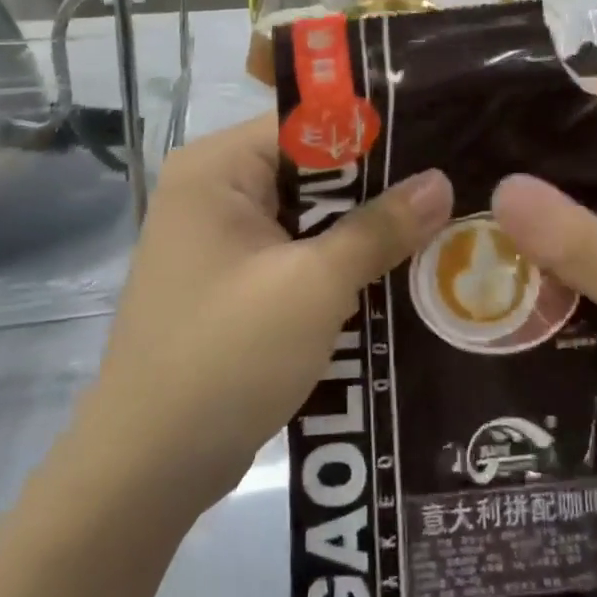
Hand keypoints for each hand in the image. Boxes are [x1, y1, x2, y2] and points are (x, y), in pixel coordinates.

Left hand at [76, 116, 452, 518]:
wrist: (147, 472)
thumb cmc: (226, 357)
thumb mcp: (314, 286)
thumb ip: (380, 227)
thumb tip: (441, 181)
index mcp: (217, 168)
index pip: (307, 124)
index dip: (373, 132)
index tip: (436, 141)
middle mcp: (213, 190)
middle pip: (310, 169)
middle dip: (375, 186)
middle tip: (450, 187)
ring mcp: (220, 240)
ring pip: (309, 215)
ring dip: (362, 229)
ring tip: (438, 225)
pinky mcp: (233, 283)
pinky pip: (296, 253)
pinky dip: (338, 262)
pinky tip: (395, 271)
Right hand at [492, 80, 596, 495]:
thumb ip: (584, 246)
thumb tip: (501, 187)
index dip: (561, 97)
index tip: (493, 111)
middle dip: (539, 149)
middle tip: (466, 158)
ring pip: (593, 190)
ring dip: (543, 196)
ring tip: (472, 197)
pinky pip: (595, 233)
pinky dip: (558, 237)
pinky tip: (509, 249)